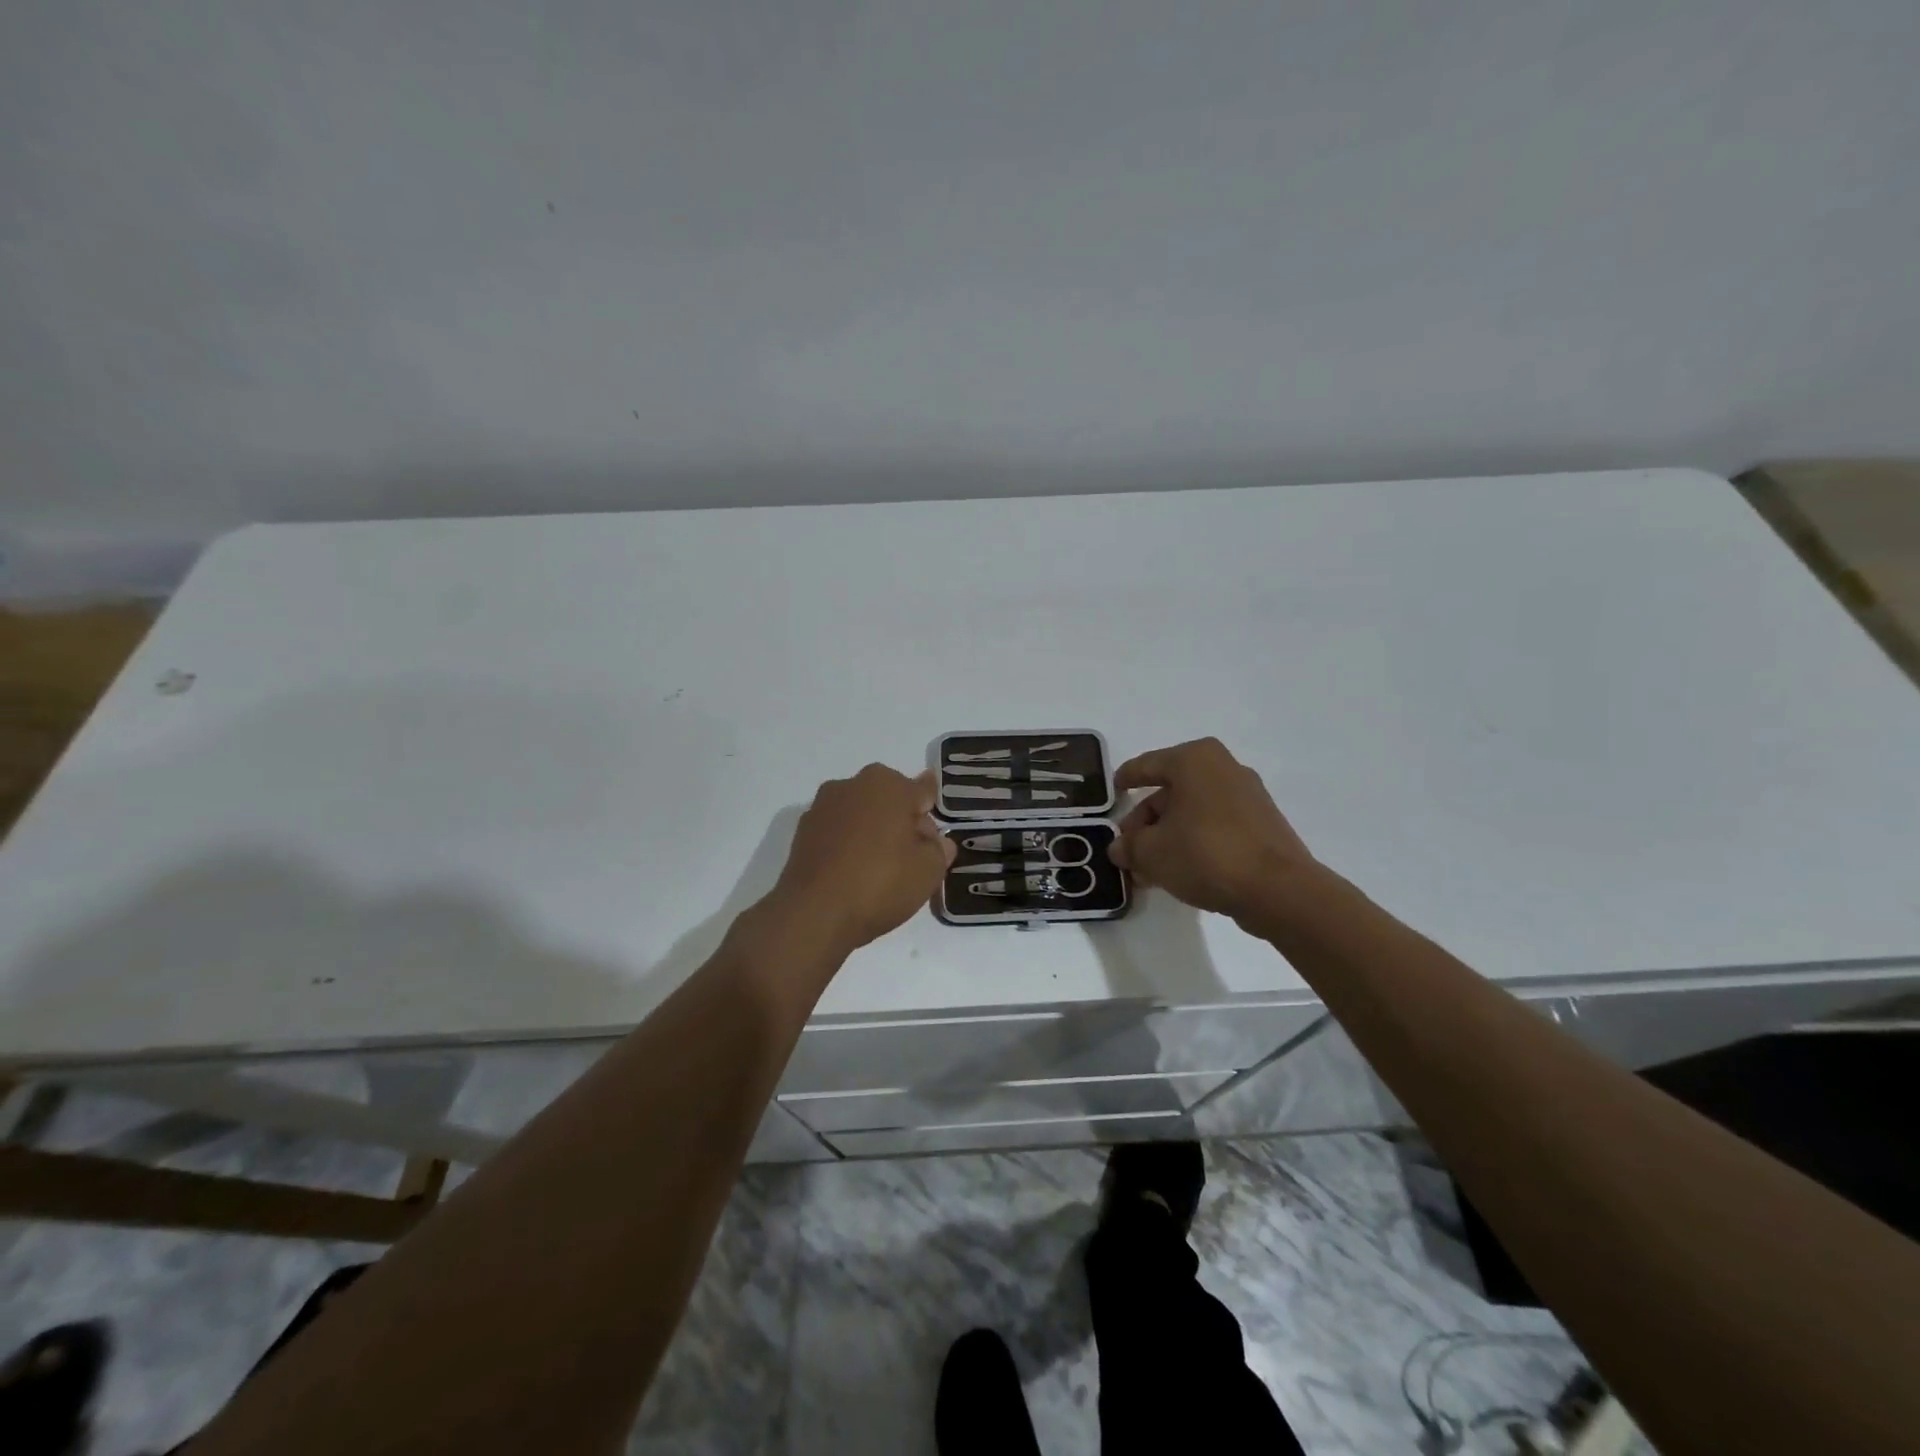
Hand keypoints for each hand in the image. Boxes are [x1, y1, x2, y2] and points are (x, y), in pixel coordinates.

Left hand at [768, 764, 955, 953]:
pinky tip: (852, 873)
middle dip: (902, 821)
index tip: (933, 837)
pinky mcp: (803, 831)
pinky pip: (837, 831)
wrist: (814, 913)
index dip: (931, 814)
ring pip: (861, 814)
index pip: (923, 790)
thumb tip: (936, 841)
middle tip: (910, 857)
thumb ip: (939, 849)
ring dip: (872, 831)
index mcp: (888, 784)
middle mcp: (853, 785)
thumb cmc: (880, 883)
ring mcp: (823, 806)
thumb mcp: (928, 871)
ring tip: (880, 869)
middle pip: (890, 799)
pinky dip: (848, 844)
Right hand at [1109, 738, 1317, 926]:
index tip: (1112, 792)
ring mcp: (1248, 796)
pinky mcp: (1263, 824)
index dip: (1125, 779)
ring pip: (1193, 811)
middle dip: (1146, 820)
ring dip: (1168, 835)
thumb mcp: (1152, 852)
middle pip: (1171, 791)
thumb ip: (1129, 847)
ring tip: (1149, 868)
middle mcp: (1223, 768)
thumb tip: (1119, 849)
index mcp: (1194, 760)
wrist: (1278, 890)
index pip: (1147, 765)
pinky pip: (1215, 826)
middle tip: (1128, 847)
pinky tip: (1179, 870)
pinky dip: (1194, 841)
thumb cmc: (1206, 854)